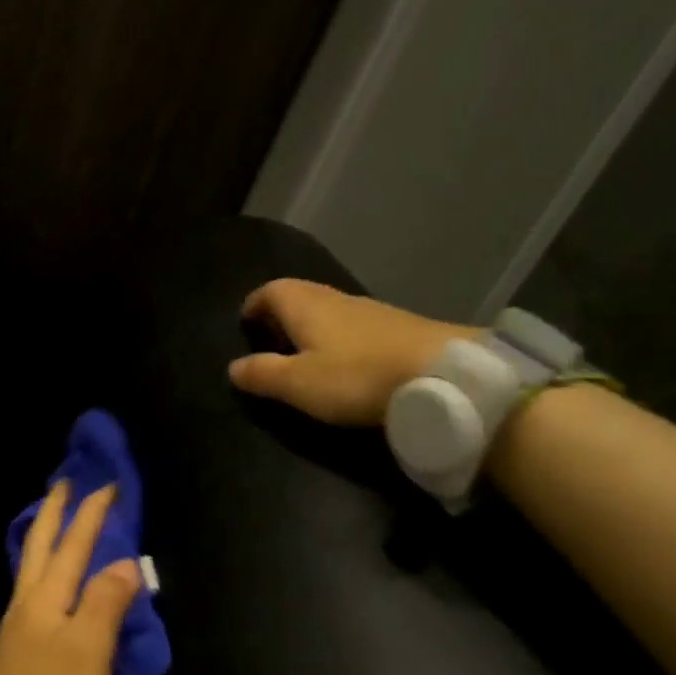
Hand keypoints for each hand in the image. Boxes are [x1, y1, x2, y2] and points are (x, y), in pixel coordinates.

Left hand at [0, 482, 141, 674]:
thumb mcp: (89, 651)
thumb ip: (106, 601)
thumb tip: (125, 562)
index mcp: (46, 597)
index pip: (74, 543)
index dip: (92, 513)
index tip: (109, 485)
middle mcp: (27, 602)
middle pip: (41, 545)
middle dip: (54, 511)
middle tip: (65, 483)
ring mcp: (18, 625)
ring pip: (33, 565)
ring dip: (46, 536)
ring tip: (57, 520)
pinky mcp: (19, 648)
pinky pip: (35, 589)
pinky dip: (45, 568)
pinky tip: (50, 578)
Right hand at [228, 278, 468, 428]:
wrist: (442, 373)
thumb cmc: (357, 376)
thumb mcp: (298, 383)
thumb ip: (262, 374)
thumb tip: (233, 367)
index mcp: (306, 305)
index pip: (270, 291)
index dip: (254, 305)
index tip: (245, 324)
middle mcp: (335, 298)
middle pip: (300, 295)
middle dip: (280, 314)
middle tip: (269, 341)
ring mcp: (370, 311)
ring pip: (328, 310)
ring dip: (311, 326)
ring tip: (303, 355)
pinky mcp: (397, 328)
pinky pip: (353, 325)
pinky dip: (338, 338)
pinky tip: (344, 362)